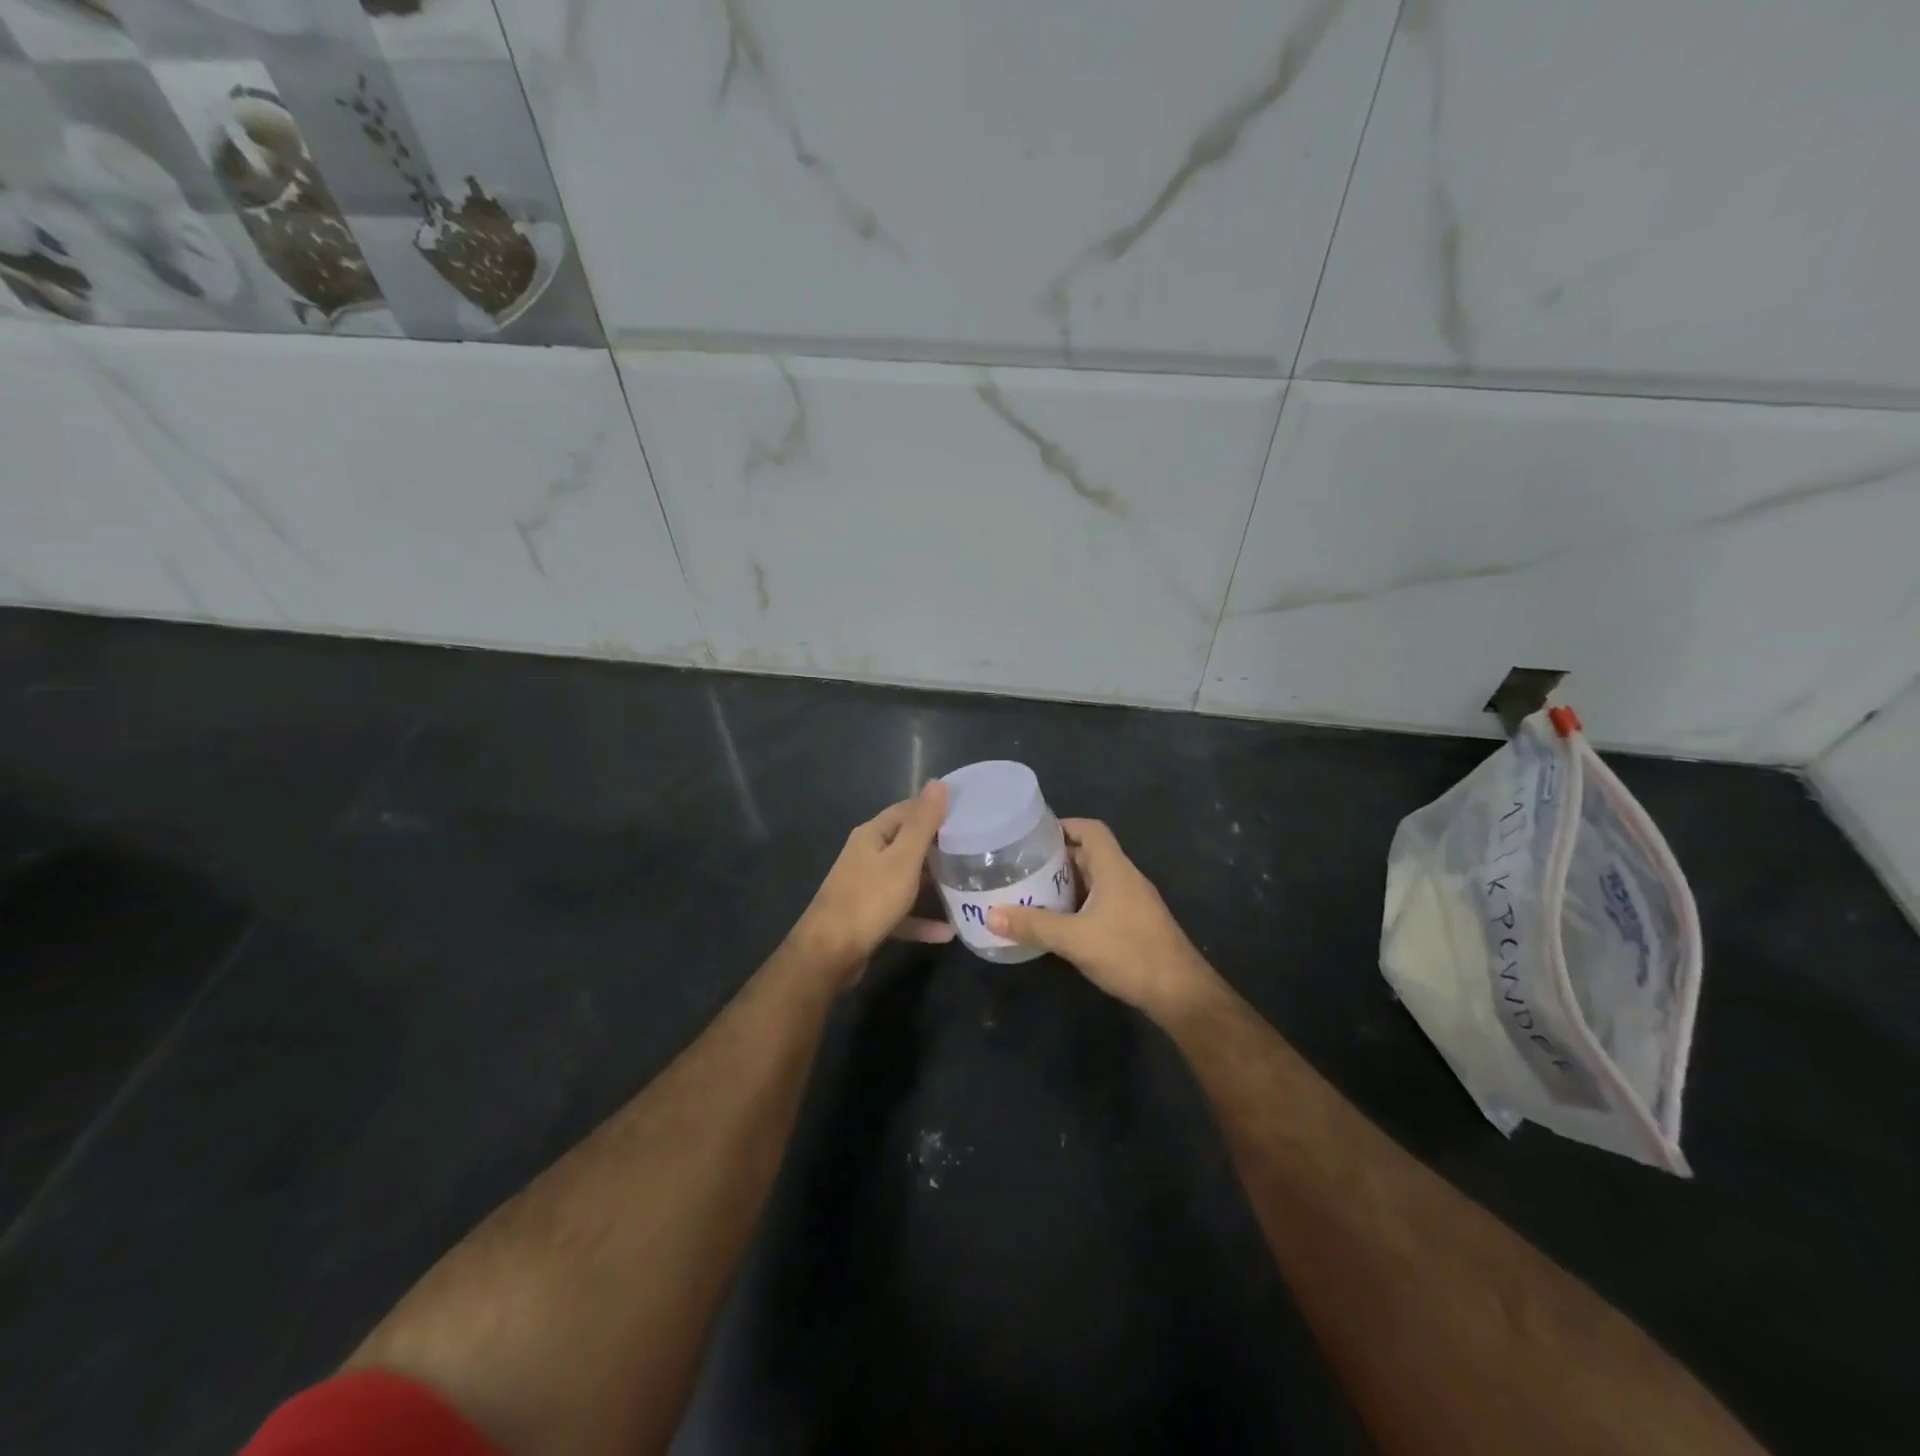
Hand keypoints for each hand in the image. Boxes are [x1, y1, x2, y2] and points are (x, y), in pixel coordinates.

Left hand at [789, 781, 954, 985]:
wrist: (829, 954)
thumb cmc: (869, 899)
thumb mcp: (903, 859)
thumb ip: (923, 823)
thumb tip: (938, 782)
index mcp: (872, 835)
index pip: (906, 810)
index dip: (934, 808)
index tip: (967, 813)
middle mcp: (866, 856)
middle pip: (906, 843)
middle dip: (937, 845)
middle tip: (973, 848)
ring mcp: (866, 888)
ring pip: (905, 878)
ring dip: (931, 882)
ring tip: (965, 884)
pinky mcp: (869, 917)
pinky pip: (902, 913)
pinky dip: (922, 920)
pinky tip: (948, 932)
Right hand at [987, 819, 1220, 1018]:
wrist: (1180, 994)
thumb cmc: (1130, 953)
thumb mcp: (1075, 939)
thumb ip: (1033, 926)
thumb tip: (991, 916)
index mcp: (1115, 869)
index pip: (1091, 830)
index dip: (1064, 826)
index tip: (1033, 837)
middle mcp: (1125, 878)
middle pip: (1089, 855)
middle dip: (1056, 858)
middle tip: (1022, 868)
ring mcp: (1133, 902)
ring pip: (1095, 881)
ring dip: (1066, 884)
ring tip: (1032, 893)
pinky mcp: (1135, 925)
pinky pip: (1101, 902)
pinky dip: (1078, 905)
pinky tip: (1058, 923)